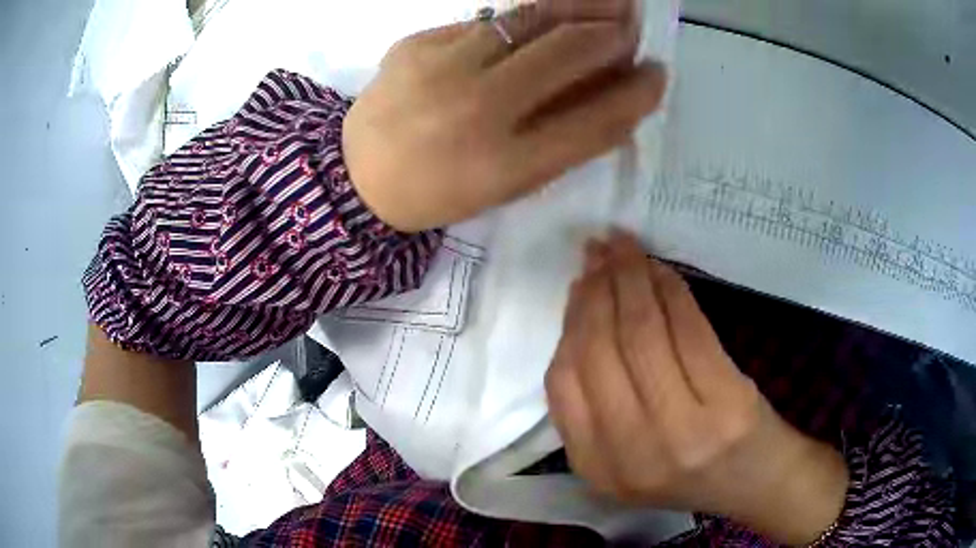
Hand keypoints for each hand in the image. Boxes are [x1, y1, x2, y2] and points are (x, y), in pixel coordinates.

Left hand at [343, 0, 665, 231]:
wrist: (359, 176)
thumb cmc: (441, 190)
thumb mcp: (509, 183)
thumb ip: (564, 141)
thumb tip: (615, 95)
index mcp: (505, 165)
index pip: (595, 119)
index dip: (636, 94)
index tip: (657, 75)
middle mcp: (478, 110)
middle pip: (568, 53)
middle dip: (613, 36)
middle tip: (633, 27)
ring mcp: (442, 67)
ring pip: (529, 19)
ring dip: (579, 6)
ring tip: (611, 1)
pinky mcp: (416, 43)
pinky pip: (487, 22)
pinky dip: (524, 20)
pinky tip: (544, 20)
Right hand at [545, 233, 848, 544]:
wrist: (755, 481)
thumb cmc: (689, 466)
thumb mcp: (625, 454)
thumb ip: (595, 403)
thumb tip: (582, 313)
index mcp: (597, 467)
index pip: (563, 382)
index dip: (570, 323)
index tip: (580, 285)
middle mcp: (632, 453)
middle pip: (600, 352)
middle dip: (596, 290)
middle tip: (599, 253)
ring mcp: (682, 430)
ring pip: (642, 334)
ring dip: (631, 278)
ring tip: (624, 248)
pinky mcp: (725, 401)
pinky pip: (688, 329)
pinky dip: (671, 289)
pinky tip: (661, 269)